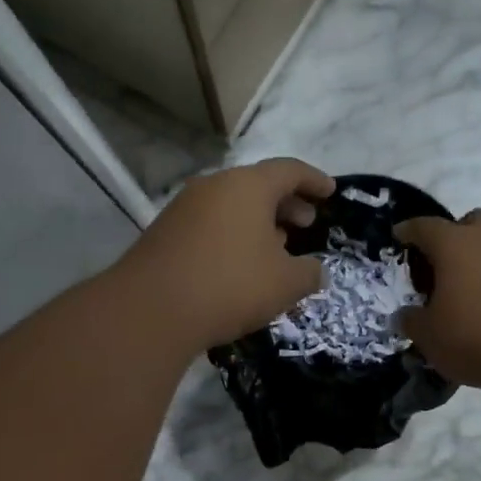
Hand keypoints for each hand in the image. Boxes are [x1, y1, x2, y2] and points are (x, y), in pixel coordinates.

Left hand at [118, 158, 335, 349]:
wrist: (150, 311)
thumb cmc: (230, 286)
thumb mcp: (285, 283)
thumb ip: (310, 273)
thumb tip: (318, 272)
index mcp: (248, 186)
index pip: (290, 170)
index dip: (314, 180)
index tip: (330, 192)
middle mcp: (214, 186)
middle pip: (258, 185)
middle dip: (287, 203)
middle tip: (306, 223)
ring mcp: (184, 207)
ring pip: (232, 205)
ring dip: (259, 221)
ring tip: (277, 246)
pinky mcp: (166, 232)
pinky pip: (212, 223)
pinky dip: (234, 234)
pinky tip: (241, 263)